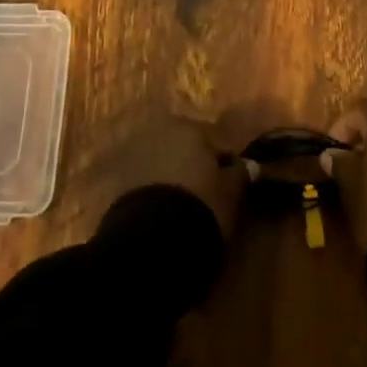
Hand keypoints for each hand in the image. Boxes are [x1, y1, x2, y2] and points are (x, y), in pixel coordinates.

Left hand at [98, 117, 247, 239]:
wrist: (152, 238)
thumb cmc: (201, 205)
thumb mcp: (230, 192)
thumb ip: (240, 175)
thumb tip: (248, 166)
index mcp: (189, 128)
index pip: (215, 140)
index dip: (225, 163)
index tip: (232, 184)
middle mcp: (159, 132)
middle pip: (184, 148)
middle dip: (194, 165)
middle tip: (207, 194)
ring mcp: (135, 155)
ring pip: (163, 163)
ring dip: (173, 177)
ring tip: (184, 207)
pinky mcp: (118, 180)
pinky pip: (145, 181)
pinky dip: (155, 192)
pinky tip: (164, 213)